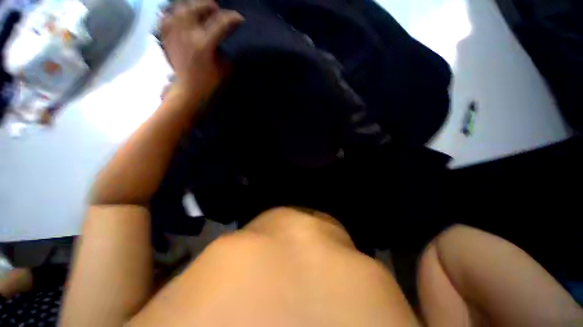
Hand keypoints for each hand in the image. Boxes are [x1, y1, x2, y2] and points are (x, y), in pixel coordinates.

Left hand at [160, 0, 242, 98]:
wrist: (189, 91)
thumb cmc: (210, 84)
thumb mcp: (225, 69)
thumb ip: (226, 50)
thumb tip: (227, 35)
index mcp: (204, 44)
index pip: (220, 23)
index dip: (232, 18)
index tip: (239, 18)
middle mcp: (187, 35)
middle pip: (196, 9)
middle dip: (209, 6)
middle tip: (217, 8)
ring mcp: (174, 35)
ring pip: (181, 10)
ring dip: (193, 6)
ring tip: (200, 9)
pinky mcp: (167, 38)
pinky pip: (167, 18)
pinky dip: (174, 14)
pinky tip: (181, 15)